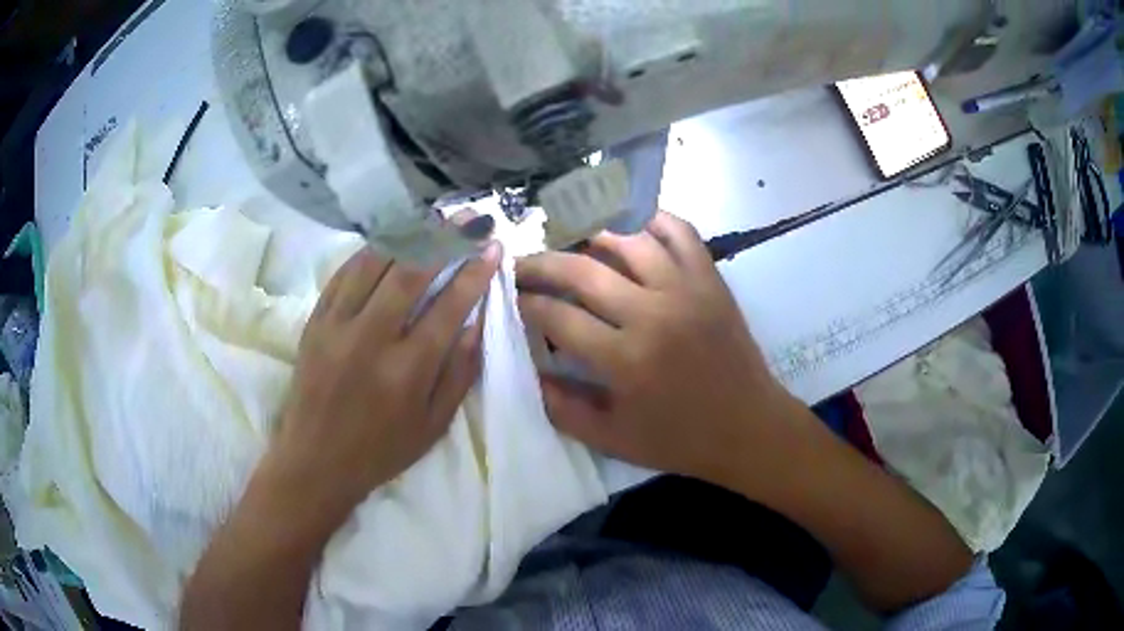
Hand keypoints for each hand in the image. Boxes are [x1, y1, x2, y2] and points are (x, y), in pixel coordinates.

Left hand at [270, 243, 500, 520]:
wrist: (315, 461)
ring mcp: (337, 325)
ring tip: (432, 220)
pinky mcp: (314, 322)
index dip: (475, 271)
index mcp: (407, 371)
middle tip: (468, 218)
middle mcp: (371, 339)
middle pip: (411, 270)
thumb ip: (459, 373)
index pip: (449, 305)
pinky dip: (370, 252)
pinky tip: (388, 242)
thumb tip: (477, 321)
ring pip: (374, 261)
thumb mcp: (433, 425)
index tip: (493, 247)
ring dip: (408, 235)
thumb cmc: (381, 451)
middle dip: (445, 237)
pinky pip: (343, 273)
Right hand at [516, 212, 795, 486]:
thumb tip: (529, 370)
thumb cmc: (680, 439)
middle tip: (521, 264)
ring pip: (627, 240)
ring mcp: (685, 290)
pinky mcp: (711, 280)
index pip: (557, 317)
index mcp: (624, 360)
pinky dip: (654, 221)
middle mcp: (651, 314)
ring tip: (572, 246)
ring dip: (591, 236)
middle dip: (540, 263)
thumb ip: (563, 408)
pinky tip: (634, 230)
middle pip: (581, 269)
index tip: (510, 298)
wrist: (749, 428)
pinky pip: (681, 232)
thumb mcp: (612, 440)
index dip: (525, 304)